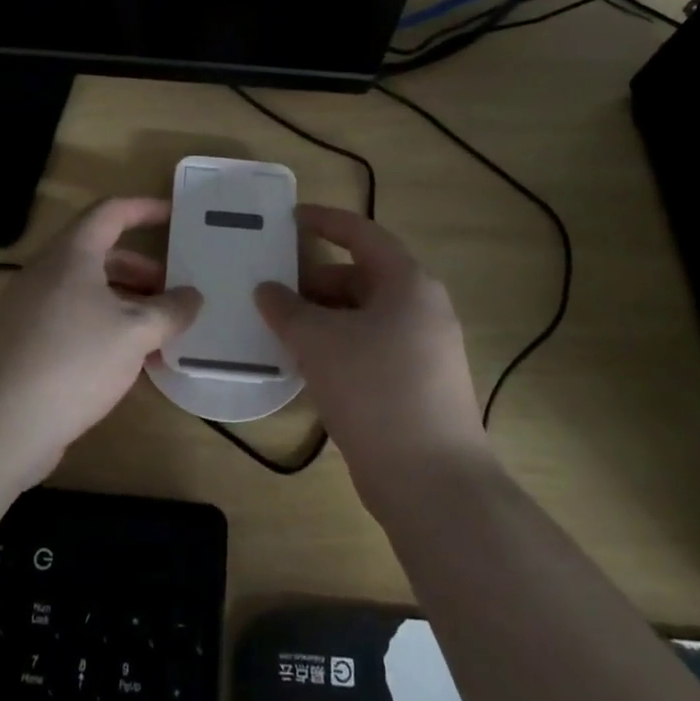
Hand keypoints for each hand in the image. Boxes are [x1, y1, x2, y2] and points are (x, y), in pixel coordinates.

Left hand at [0, 197, 201, 480]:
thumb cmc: (73, 360)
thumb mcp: (134, 333)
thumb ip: (169, 311)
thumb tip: (193, 296)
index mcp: (72, 253)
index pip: (111, 212)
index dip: (145, 209)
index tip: (175, 217)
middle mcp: (47, 272)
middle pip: (101, 255)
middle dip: (142, 270)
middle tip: (175, 292)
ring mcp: (31, 308)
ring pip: (88, 292)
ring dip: (126, 304)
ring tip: (160, 332)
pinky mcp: (25, 344)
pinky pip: (73, 321)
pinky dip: (104, 329)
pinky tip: (127, 362)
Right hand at [254, 205, 487, 499]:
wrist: (432, 482)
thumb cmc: (376, 391)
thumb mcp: (319, 342)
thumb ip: (287, 309)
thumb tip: (267, 290)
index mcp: (408, 284)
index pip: (362, 234)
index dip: (325, 221)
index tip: (289, 219)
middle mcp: (421, 308)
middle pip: (361, 277)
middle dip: (315, 281)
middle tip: (272, 289)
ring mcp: (423, 349)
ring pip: (363, 316)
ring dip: (322, 317)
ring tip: (280, 328)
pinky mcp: (416, 384)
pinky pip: (369, 347)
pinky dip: (337, 346)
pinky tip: (304, 364)